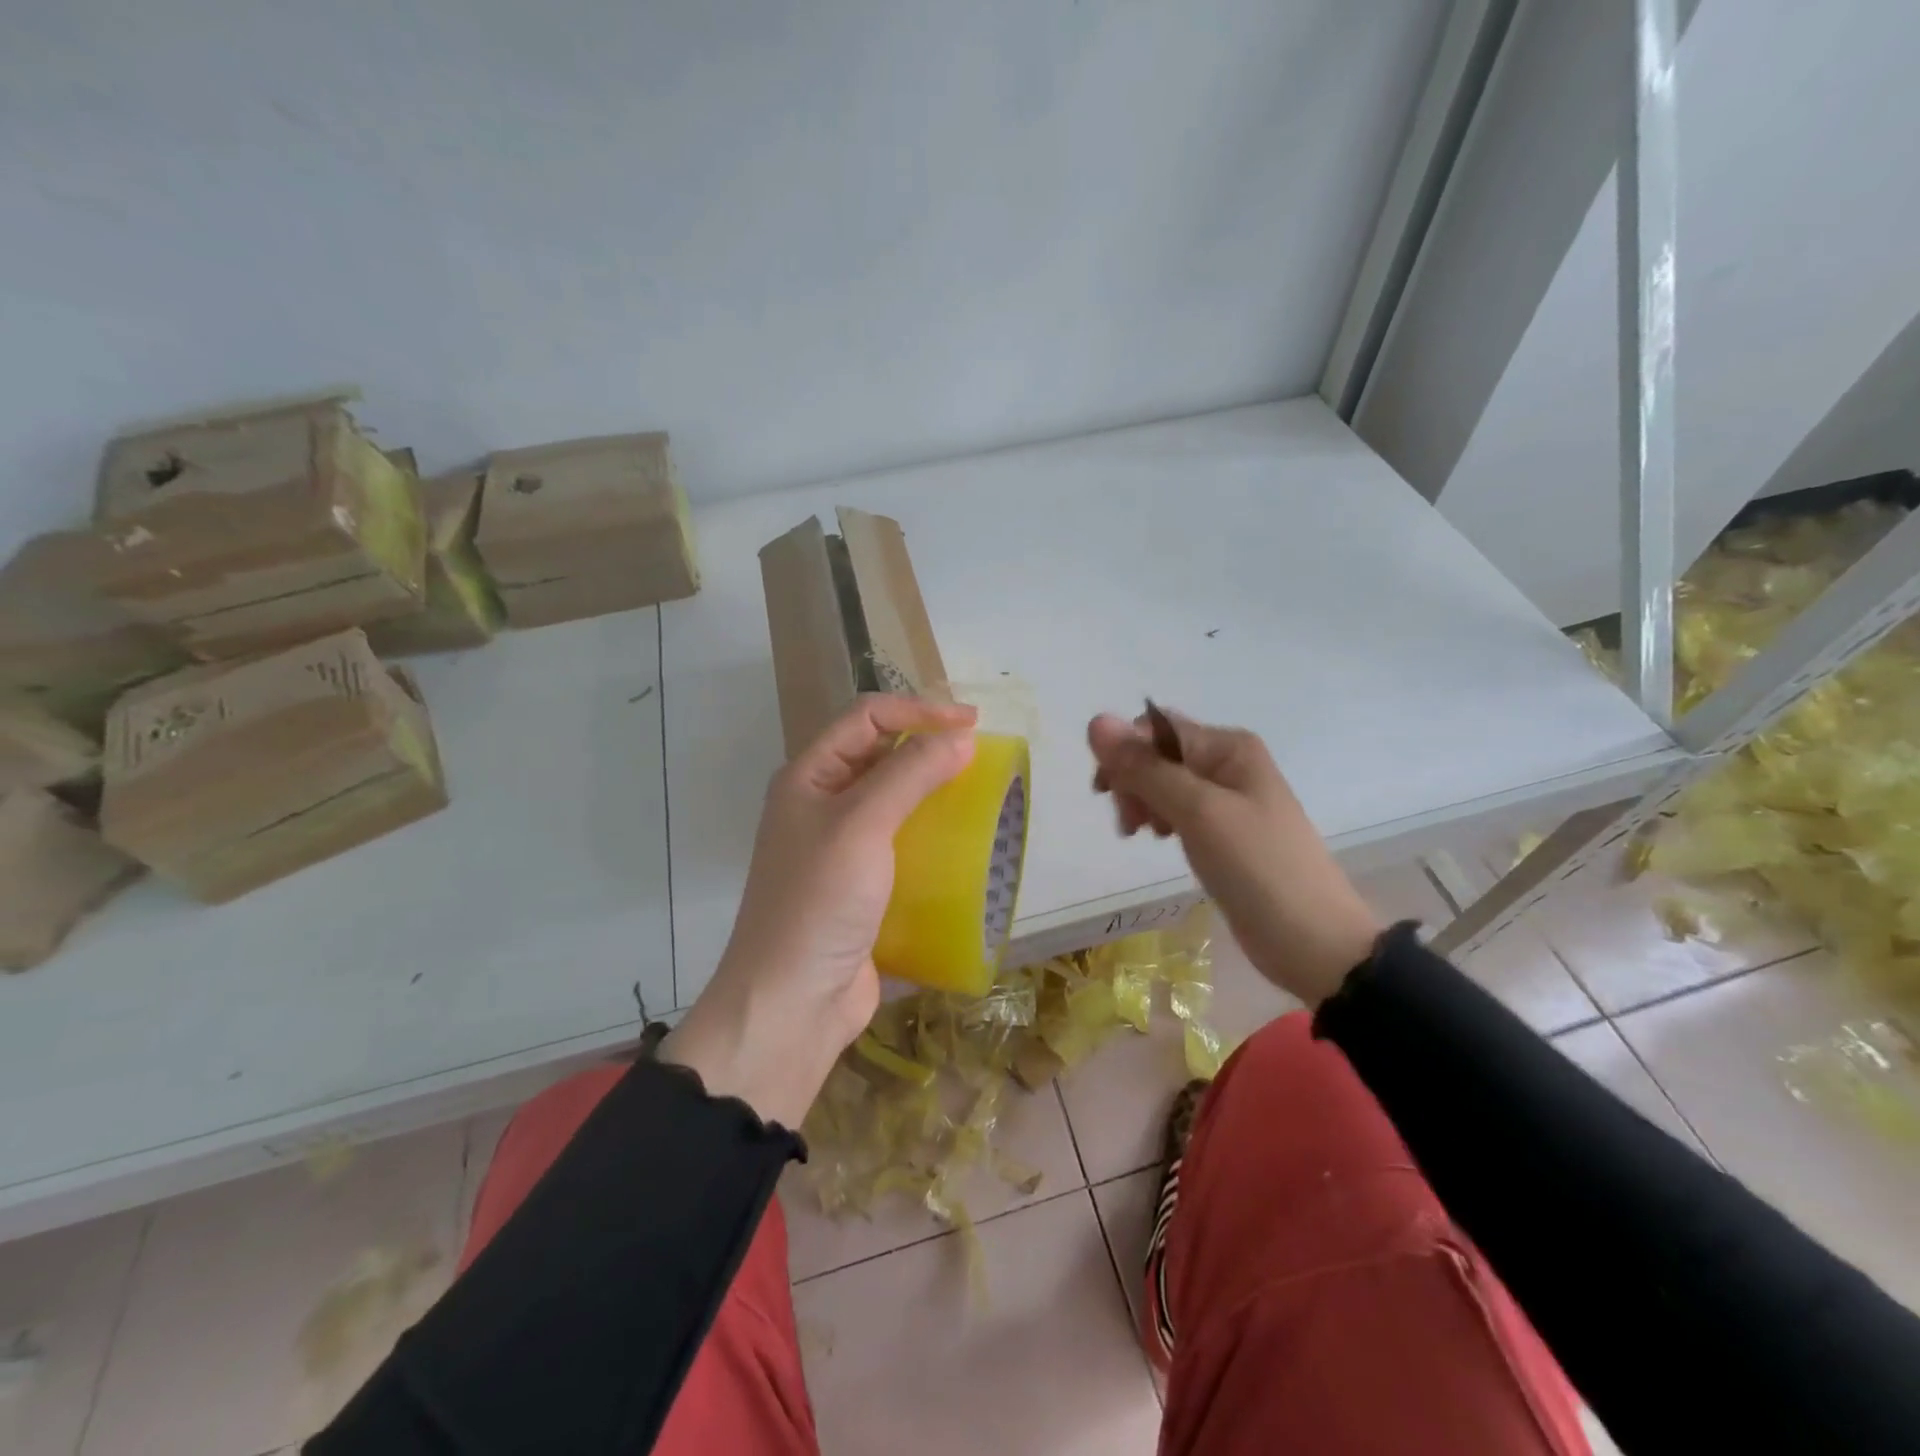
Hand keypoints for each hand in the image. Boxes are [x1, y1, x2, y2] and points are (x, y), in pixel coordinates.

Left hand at [661, 695, 976, 1125]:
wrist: (792, 1004)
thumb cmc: (818, 901)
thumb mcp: (861, 825)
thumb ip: (910, 774)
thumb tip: (960, 737)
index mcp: (809, 777)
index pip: (866, 719)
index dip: (918, 711)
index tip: (972, 723)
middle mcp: (821, 805)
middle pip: (880, 756)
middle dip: (928, 747)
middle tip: (981, 755)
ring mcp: (841, 849)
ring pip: (895, 802)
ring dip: (935, 793)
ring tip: (981, 795)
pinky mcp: (862, 888)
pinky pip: (903, 846)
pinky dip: (933, 838)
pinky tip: (966, 846)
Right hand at [1087, 708, 1378, 1006]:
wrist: (1312, 941)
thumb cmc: (1257, 867)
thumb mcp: (1197, 812)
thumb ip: (1146, 768)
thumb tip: (1096, 721)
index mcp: (1228, 746)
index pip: (1155, 728)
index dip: (1124, 754)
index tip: (1107, 795)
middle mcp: (1227, 762)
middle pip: (1157, 754)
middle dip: (1132, 781)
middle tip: (1129, 824)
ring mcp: (1227, 798)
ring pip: (1163, 782)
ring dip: (1142, 802)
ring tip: (1142, 834)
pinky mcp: (1223, 830)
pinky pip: (1177, 808)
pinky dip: (1160, 818)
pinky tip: (1160, 839)